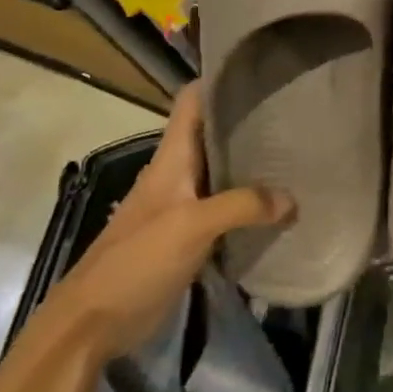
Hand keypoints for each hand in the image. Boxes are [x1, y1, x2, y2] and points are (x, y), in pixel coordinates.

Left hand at [49, 82, 288, 359]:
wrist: (94, 322)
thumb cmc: (136, 261)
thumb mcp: (191, 226)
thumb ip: (242, 206)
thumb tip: (292, 199)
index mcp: (171, 158)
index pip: (192, 101)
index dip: (219, 79)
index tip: (260, 69)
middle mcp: (178, 173)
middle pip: (215, 134)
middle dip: (250, 120)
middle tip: (298, 112)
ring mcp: (184, 205)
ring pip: (223, 171)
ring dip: (254, 163)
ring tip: (298, 153)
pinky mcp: (190, 236)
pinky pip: (227, 208)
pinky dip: (251, 203)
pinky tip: (280, 206)